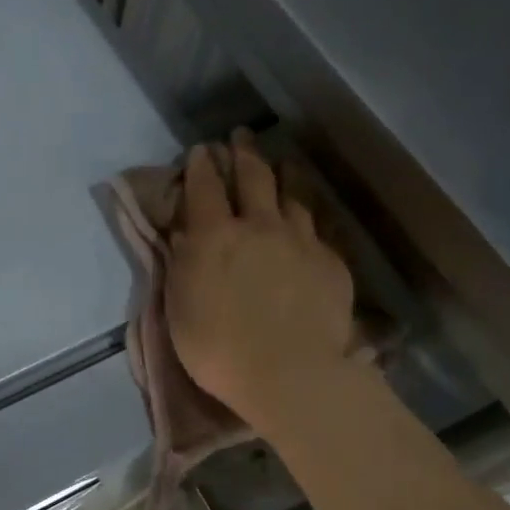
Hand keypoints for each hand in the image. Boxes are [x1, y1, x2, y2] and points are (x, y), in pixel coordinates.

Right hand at [165, 131, 355, 432]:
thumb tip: (184, 234)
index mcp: (214, 236)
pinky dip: (307, 213)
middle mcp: (258, 226)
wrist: (288, 374)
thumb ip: (181, 264)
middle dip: (243, 152)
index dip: (200, 165)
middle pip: (252, 177)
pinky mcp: (330, 262)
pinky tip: (308, 215)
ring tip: (281, 163)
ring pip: (292, 195)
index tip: (200, 151)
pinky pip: (318, 227)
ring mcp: (300, 241)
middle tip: (240, 136)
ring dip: (282, 174)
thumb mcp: (179, 307)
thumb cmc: (218, 348)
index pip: (204, 187)